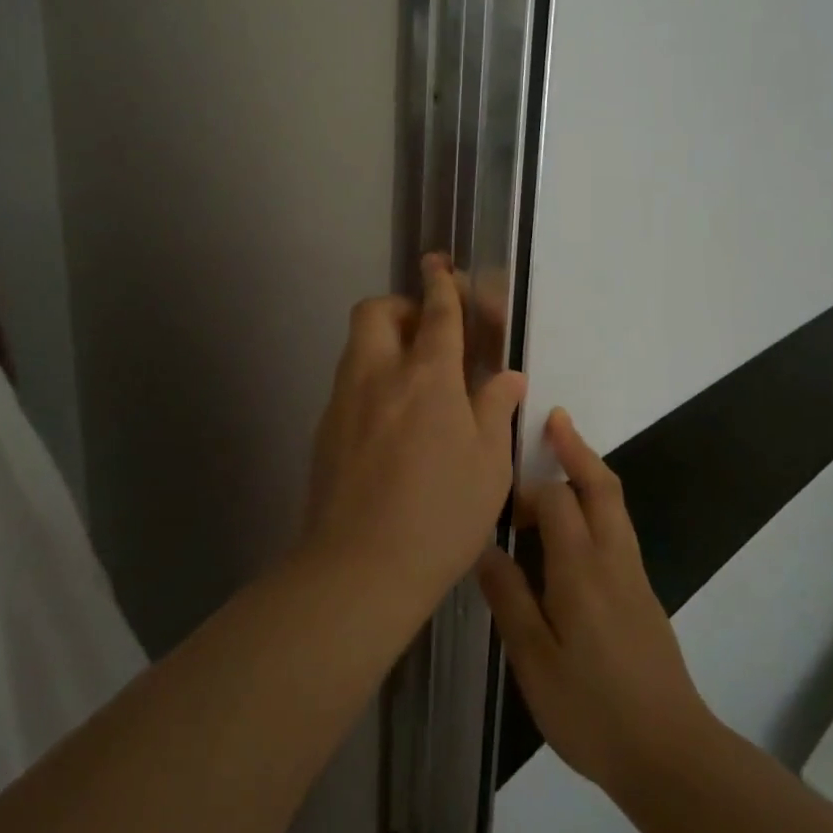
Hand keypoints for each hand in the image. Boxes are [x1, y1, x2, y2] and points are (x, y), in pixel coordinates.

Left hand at [301, 254, 526, 614]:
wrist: (359, 568)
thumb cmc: (441, 515)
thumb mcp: (489, 464)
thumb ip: (496, 409)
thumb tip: (508, 376)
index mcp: (427, 376)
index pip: (436, 312)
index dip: (441, 282)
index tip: (440, 264)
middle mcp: (379, 374)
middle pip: (377, 311)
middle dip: (402, 305)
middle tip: (428, 333)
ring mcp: (345, 400)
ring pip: (358, 345)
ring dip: (384, 341)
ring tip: (414, 379)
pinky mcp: (325, 429)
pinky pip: (349, 383)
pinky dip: (371, 380)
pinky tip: (390, 422)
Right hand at [478, 410, 715, 795]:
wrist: (670, 754)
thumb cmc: (593, 709)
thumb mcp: (534, 661)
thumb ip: (509, 599)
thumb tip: (485, 547)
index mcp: (581, 568)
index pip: (557, 498)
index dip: (527, 488)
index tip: (498, 498)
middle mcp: (612, 558)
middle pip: (600, 484)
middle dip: (576, 447)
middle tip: (552, 418)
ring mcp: (633, 574)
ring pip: (614, 503)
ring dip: (588, 470)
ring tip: (560, 455)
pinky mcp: (642, 592)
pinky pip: (617, 527)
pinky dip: (597, 502)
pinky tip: (574, 525)